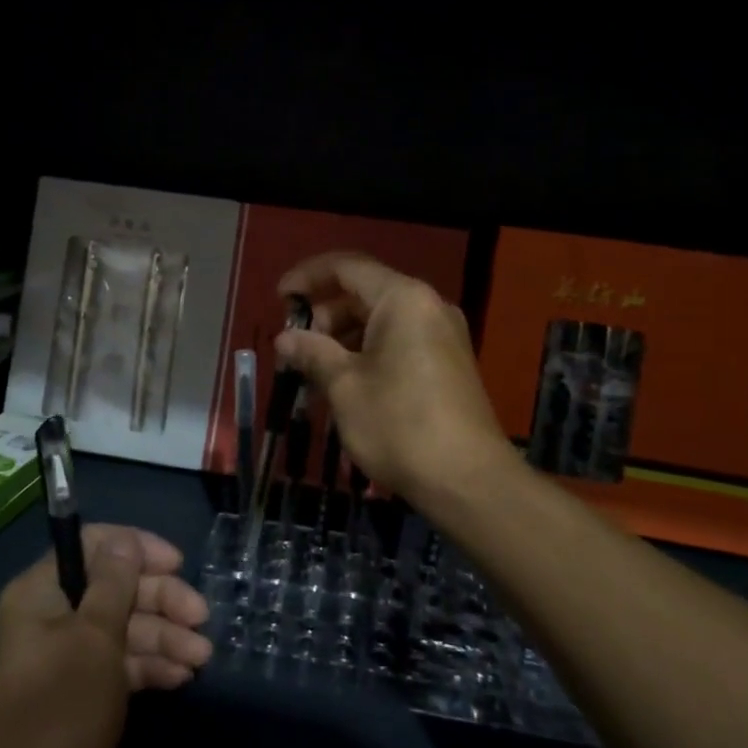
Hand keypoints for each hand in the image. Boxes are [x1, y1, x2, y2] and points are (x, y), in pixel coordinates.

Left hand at [0, 525, 210, 747]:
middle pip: (112, 589)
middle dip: (160, 601)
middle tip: (202, 618)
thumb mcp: (94, 640)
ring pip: (120, 629)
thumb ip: (113, 584)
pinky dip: (148, 667)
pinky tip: (181, 678)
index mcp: (38, 595)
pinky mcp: (78, 697)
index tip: (177, 563)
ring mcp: (63, 661)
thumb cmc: (61, 714)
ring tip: (201, 658)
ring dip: (163, 637)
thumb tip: (123, 542)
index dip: (136, 549)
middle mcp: (48, 619)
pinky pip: (117, 665)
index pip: (91, 546)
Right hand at [275, 252, 516, 503]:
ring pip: (381, 321)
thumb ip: (312, 352)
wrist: (468, 480)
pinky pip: (400, 343)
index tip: (279, 298)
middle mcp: (428, 306)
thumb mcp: (344, 386)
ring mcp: (443, 335)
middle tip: (295, 349)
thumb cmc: (398, 424)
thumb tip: (285, 338)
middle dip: (324, 316)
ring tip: (314, 375)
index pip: (347, 267)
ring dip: (343, 340)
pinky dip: (368, 354)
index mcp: (403, 299)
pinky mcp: (449, 363)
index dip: (307, 277)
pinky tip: (346, 387)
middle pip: (364, 294)